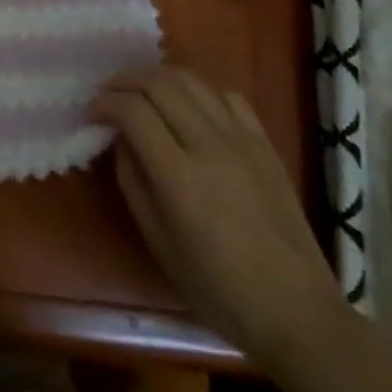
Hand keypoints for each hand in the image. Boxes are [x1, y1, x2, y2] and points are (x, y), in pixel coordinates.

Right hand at [92, 66, 341, 362]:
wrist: (299, 313)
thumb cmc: (220, 290)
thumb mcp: (159, 244)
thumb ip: (133, 182)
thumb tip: (120, 139)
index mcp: (180, 177)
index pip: (133, 111)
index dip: (105, 103)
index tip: (93, 113)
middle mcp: (209, 146)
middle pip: (158, 83)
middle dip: (125, 81)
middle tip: (109, 95)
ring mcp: (242, 140)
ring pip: (191, 80)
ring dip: (158, 77)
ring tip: (142, 92)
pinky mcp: (265, 144)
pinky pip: (226, 95)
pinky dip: (199, 90)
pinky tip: (189, 106)